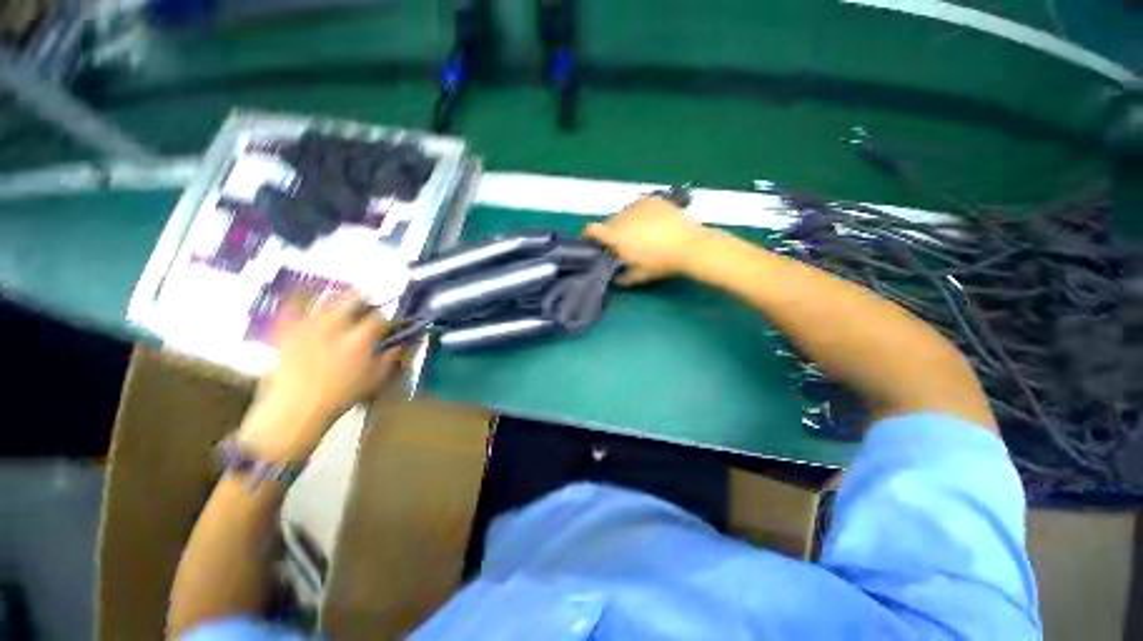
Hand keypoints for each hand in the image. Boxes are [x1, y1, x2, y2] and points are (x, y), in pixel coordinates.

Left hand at [237, 291, 401, 460]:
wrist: (295, 411)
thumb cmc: (339, 398)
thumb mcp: (373, 382)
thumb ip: (388, 360)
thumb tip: (398, 346)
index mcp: (359, 341)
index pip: (378, 319)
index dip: (384, 319)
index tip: (385, 325)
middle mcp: (335, 328)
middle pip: (353, 300)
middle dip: (363, 299)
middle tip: (366, 303)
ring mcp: (308, 327)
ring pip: (326, 299)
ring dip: (338, 295)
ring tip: (343, 297)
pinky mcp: (288, 331)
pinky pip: (291, 307)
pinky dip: (298, 296)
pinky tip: (304, 288)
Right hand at [584, 196, 708, 284]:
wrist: (690, 246)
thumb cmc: (661, 263)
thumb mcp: (638, 276)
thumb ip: (621, 278)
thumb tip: (614, 278)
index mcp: (615, 235)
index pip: (591, 229)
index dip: (587, 235)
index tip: (591, 243)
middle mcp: (622, 217)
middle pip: (608, 223)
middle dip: (611, 233)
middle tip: (622, 244)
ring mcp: (638, 206)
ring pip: (623, 213)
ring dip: (625, 223)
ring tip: (639, 233)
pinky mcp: (652, 200)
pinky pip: (638, 206)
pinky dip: (639, 214)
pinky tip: (650, 223)